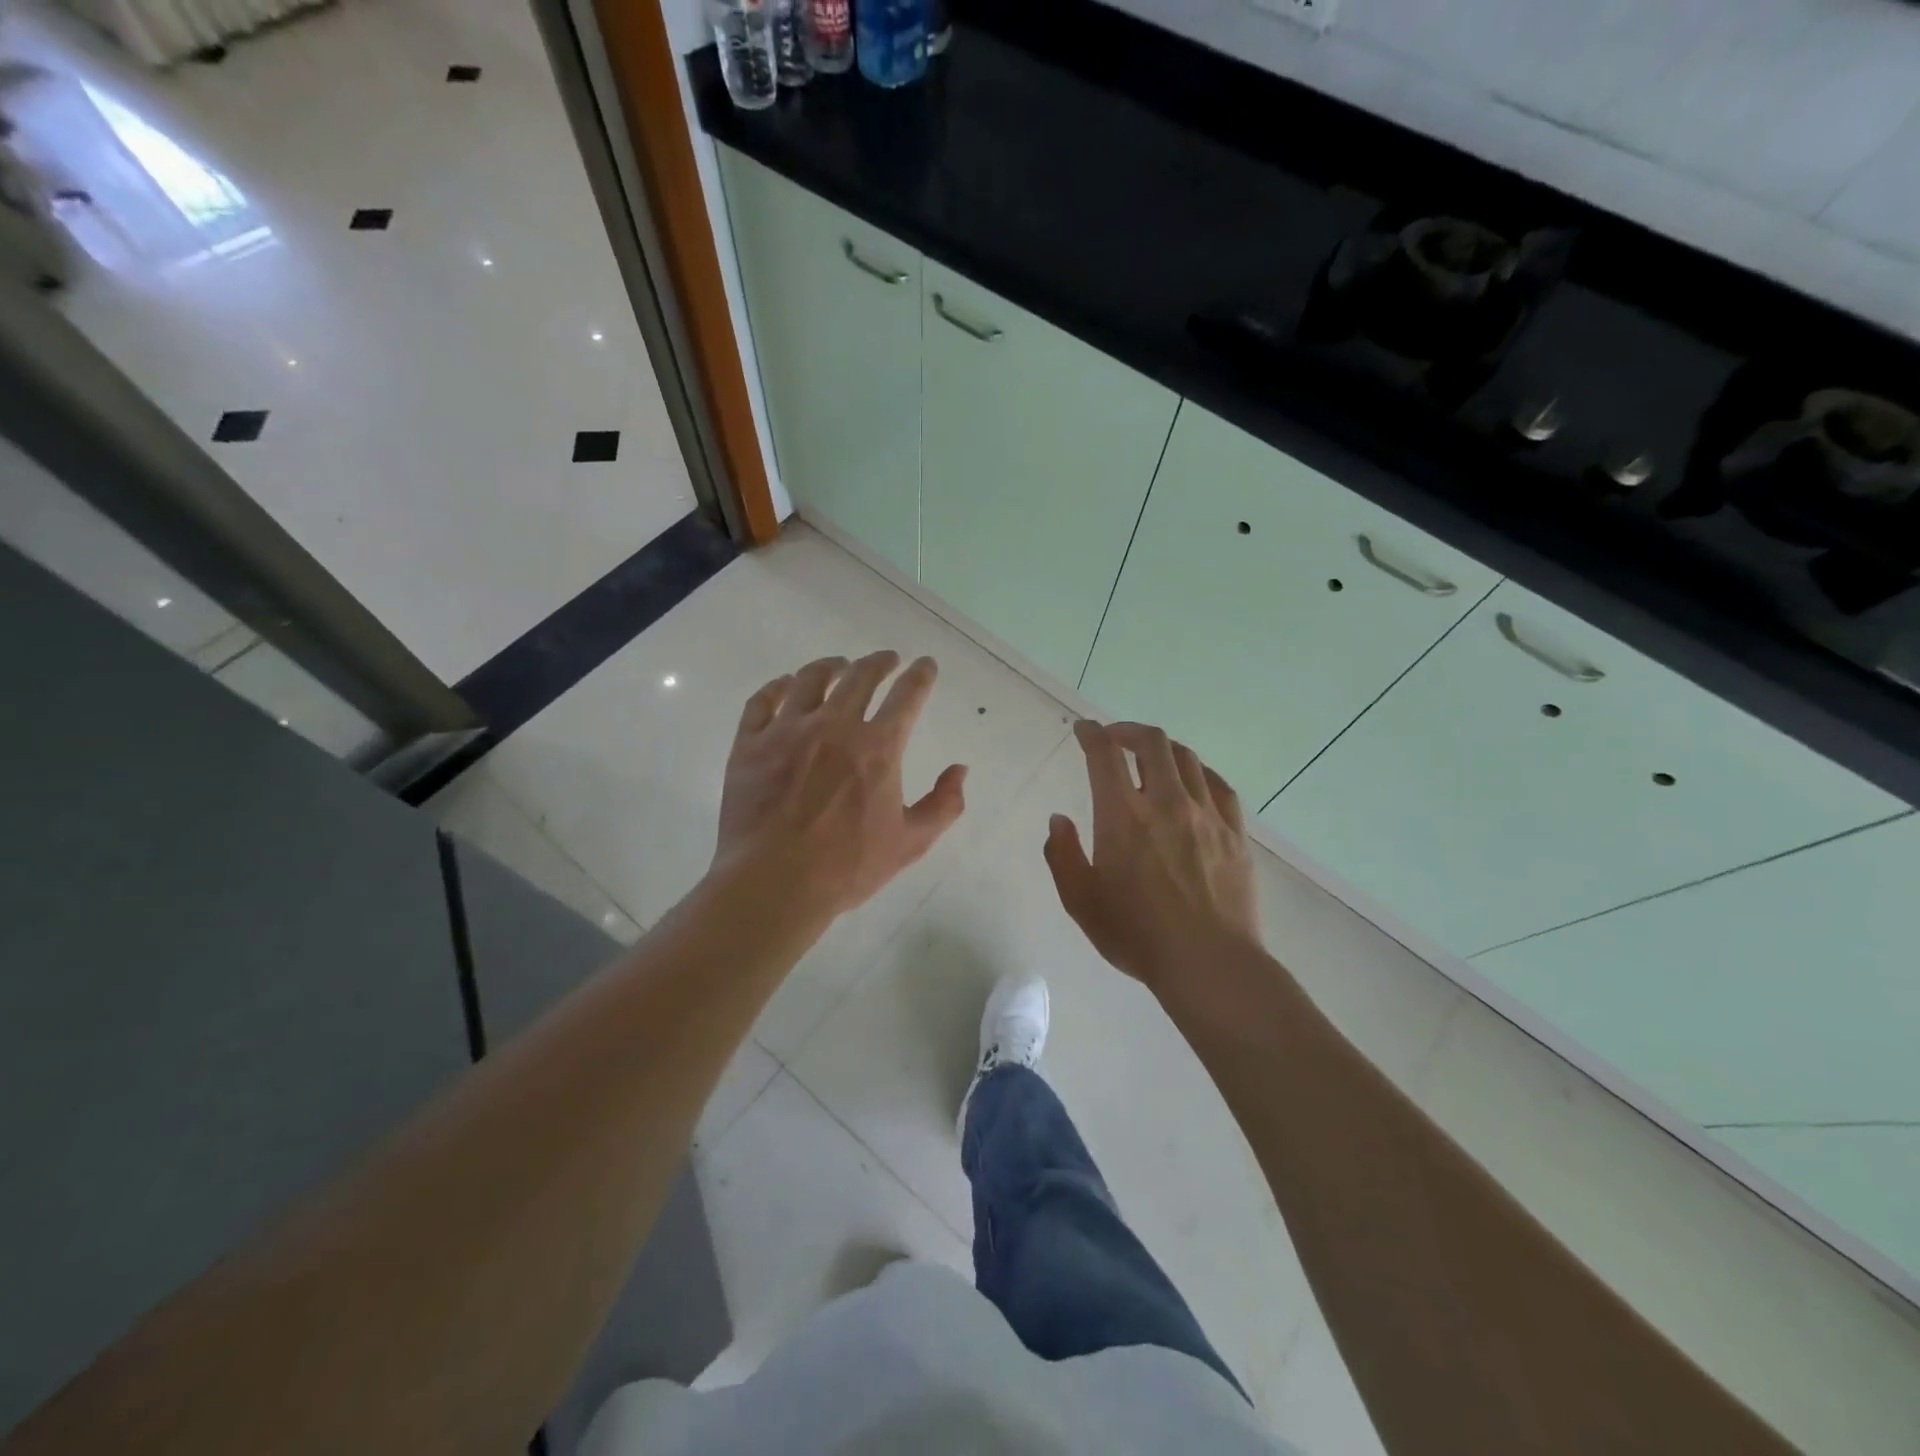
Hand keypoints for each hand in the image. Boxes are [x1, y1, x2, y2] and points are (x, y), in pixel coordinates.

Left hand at [711, 652, 966, 926]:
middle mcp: (835, 726)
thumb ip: (943, 804)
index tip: (925, 665)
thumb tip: (960, 770)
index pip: (907, 695)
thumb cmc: (847, 867)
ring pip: (811, 679)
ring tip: (839, 665)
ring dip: (831, 665)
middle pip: (861, 676)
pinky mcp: (751, 744)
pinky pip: (763, 700)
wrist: (773, 883)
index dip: (920, 675)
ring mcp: (788, 731)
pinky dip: (778, 686)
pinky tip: (786, 684)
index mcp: (878, 747)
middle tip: (887, 659)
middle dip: (879, 662)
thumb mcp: (910, 843)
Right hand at [1045, 720, 1260, 994]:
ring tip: (1151, 756)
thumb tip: (1059, 821)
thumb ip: (1062, 855)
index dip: (1091, 734)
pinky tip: (1194, 780)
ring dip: (1163, 748)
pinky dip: (1199, 772)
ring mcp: (1206, 815)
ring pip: (1187, 759)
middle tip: (1115, 738)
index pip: (1104, 755)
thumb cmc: (1137, 935)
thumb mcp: (1081, 901)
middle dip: (1129, 731)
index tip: (1084, 729)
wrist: (1209, 963)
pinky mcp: (1235, 833)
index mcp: (1123, 816)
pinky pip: (1218, 785)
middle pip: (1152, 743)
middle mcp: (1166, 802)